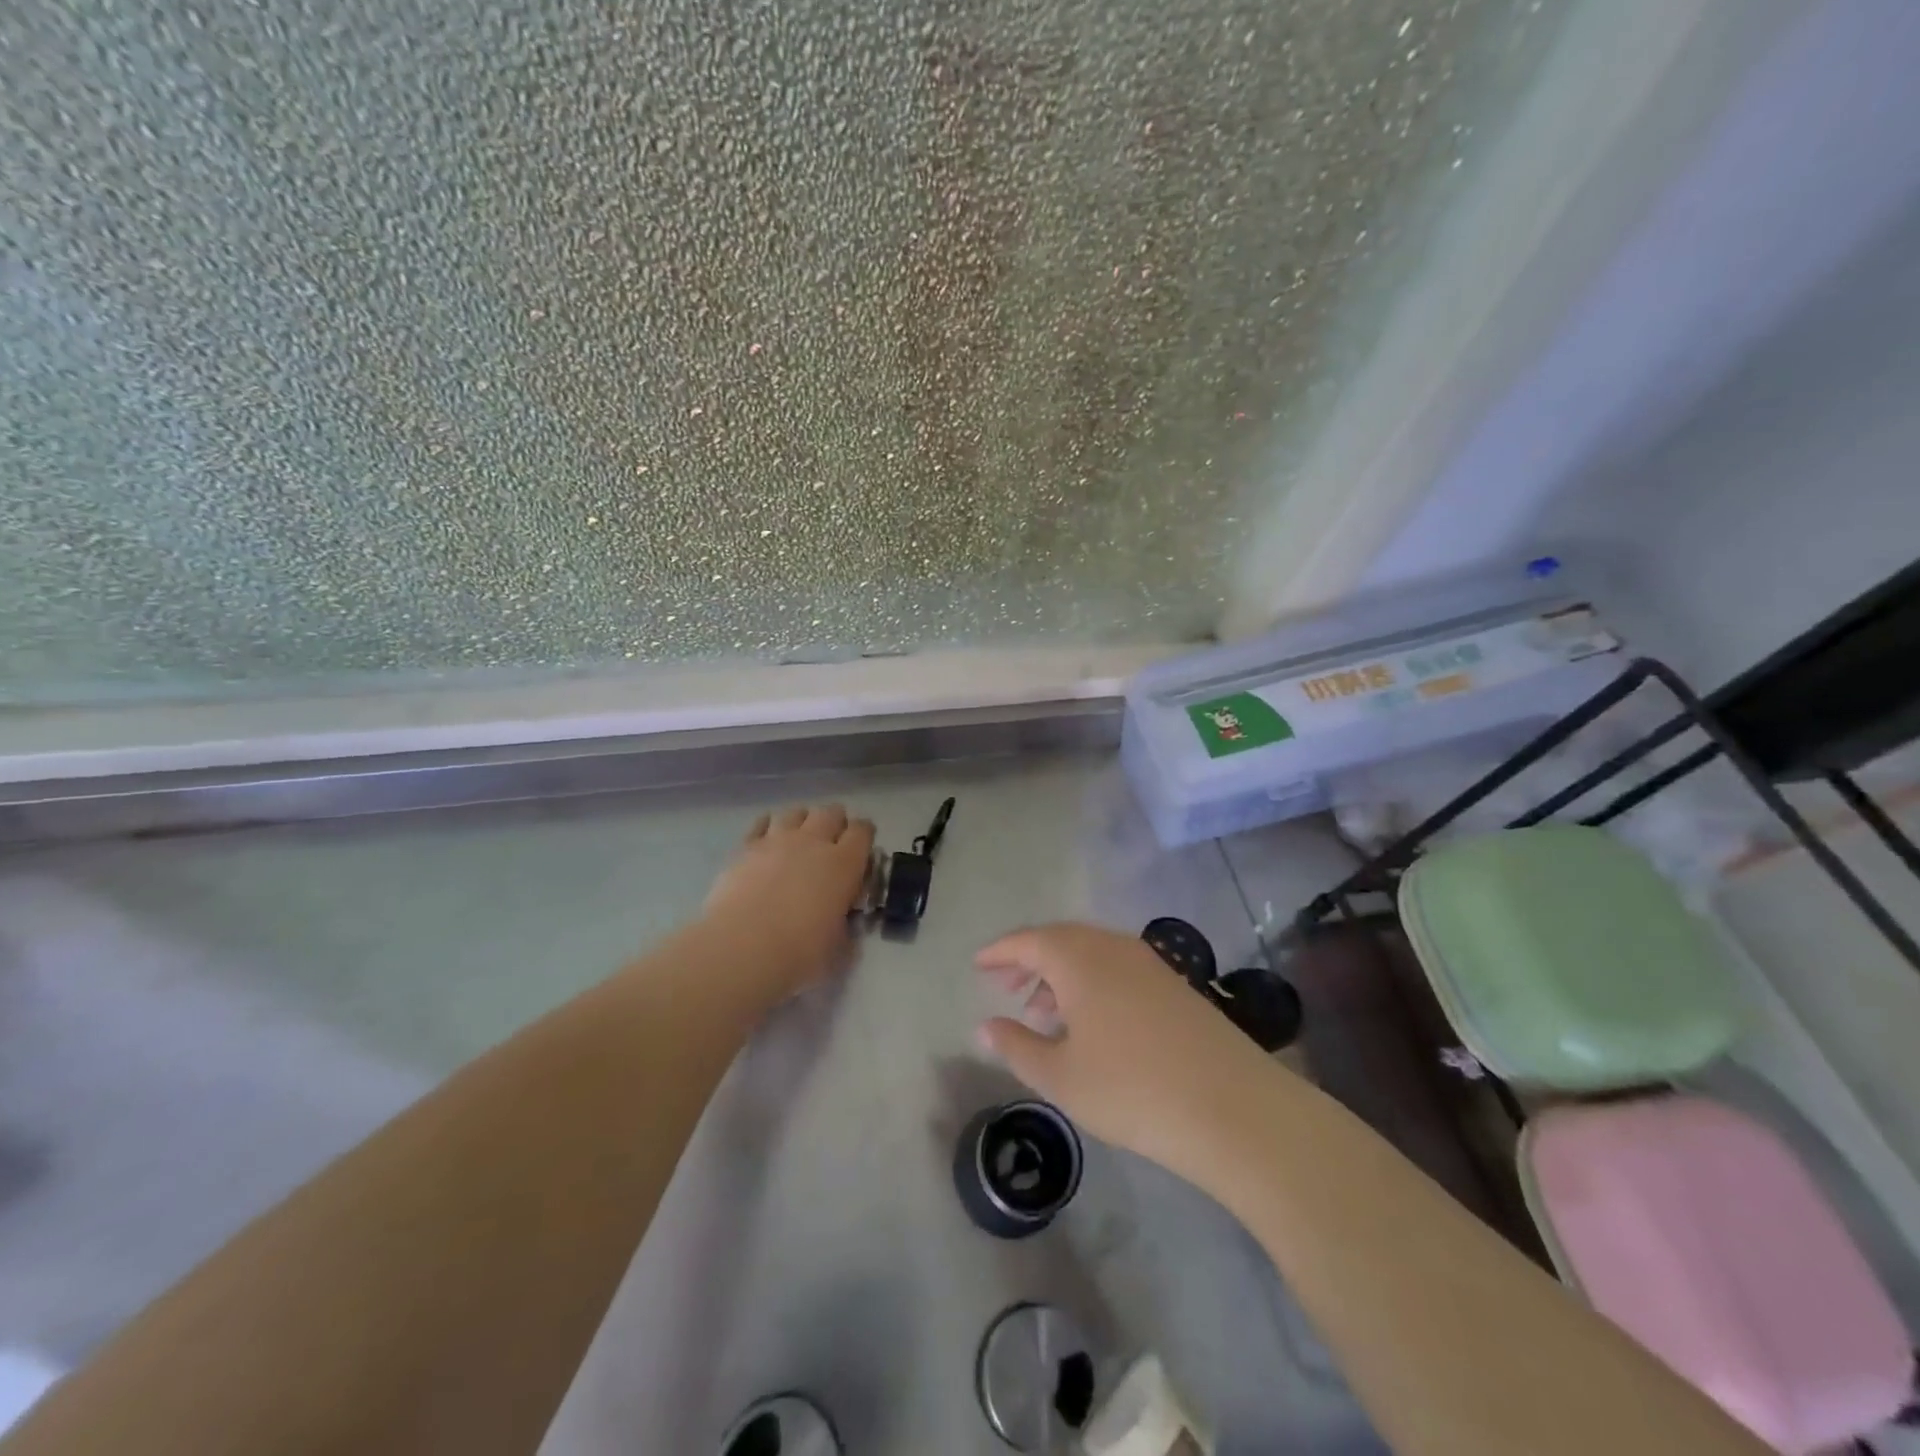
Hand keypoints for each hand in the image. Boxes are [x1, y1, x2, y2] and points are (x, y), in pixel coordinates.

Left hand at [703, 804, 874, 1000]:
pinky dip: (768, 826)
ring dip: (803, 821)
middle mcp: (813, 841)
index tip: (862, 850)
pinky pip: (761, 823)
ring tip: (800, 839)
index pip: (863, 830)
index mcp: (844, 863)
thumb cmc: (799, 952)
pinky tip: (767, 840)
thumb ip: (846, 931)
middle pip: (831, 812)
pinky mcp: (746, 847)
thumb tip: (844, 926)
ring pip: (796, 811)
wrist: (741, 947)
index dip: (865, 836)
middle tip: (832, 843)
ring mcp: (777, 840)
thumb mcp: (838, 949)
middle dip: (836, 823)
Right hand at [976, 922, 1281, 1179]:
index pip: (1028, 940)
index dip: (1000, 952)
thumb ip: (1017, 1046)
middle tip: (1007, 987)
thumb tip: (985, 1026)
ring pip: (1091, 953)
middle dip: (1030, 960)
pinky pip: (1118, 968)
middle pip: (1060, 940)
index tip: (978, 964)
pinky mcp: (1175, 984)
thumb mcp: (1061, 1077)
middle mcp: (1113, 947)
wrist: (1233, 1107)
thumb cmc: (1131, 1089)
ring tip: (1044, 1011)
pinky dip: (1092, 983)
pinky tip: (1091, 1021)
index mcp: (1079, 958)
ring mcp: (1149, 963)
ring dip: (1061, 973)